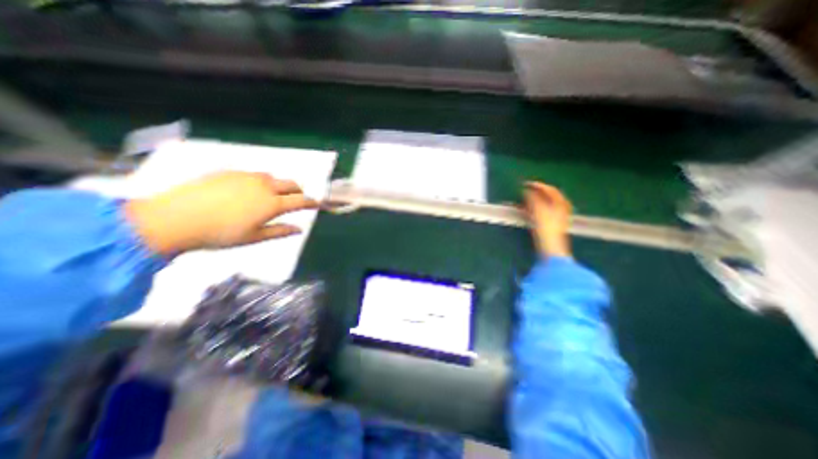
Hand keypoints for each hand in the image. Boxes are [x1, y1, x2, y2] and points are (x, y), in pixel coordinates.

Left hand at [123, 171, 318, 256]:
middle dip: (298, 191)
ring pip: (273, 177)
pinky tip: (250, 190)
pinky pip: (254, 174)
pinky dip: (261, 181)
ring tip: (273, 195)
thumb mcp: (254, 237)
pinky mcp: (230, 172)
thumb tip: (300, 229)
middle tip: (297, 199)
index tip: (318, 204)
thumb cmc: (220, 234)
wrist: (175, 218)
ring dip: (280, 185)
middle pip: (291, 184)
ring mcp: (247, 177)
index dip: (312, 202)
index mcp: (272, 204)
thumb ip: (280, 231)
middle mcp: (264, 186)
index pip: (301, 201)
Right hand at [527, 181, 569, 258]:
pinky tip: (530, 210)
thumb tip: (526, 190)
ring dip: (536, 200)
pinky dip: (536, 208)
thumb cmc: (545, 226)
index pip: (549, 188)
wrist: (551, 245)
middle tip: (525, 191)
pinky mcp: (554, 224)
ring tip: (525, 200)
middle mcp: (563, 207)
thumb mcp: (537, 209)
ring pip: (547, 203)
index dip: (537, 185)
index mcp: (561, 202)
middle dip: (536, 192)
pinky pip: (545, 210)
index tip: (525, 184)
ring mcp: (559, 216)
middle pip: (549, 195)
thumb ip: (531, 197)